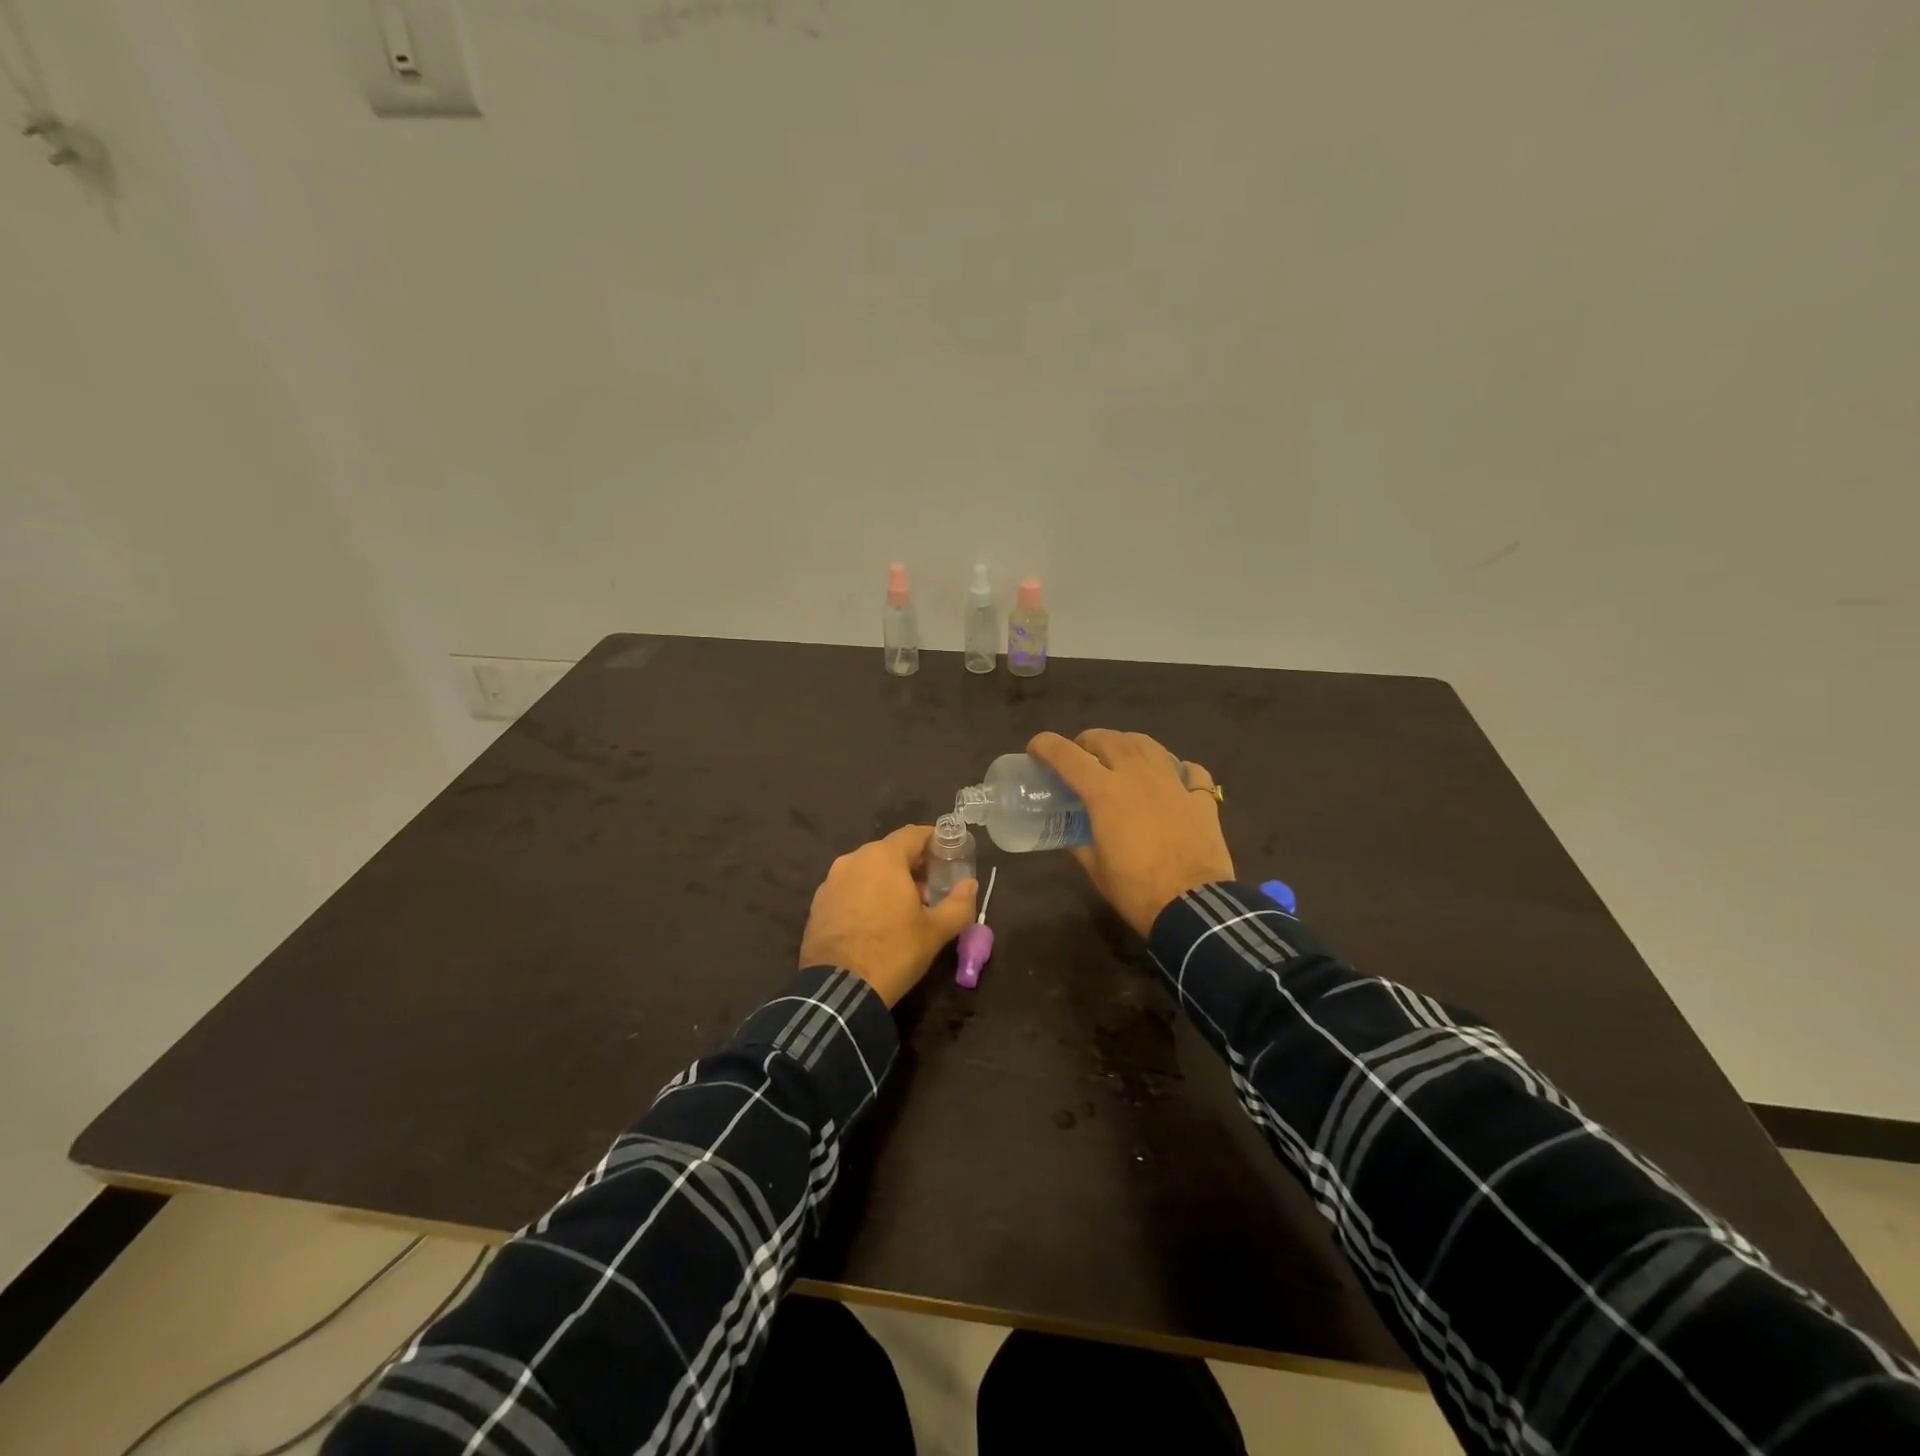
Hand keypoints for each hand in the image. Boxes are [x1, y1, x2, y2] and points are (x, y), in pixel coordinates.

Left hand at [799, 825, 977, 1006]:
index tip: (949, 855)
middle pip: (890, 852)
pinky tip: (875, 922)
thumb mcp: (936, 931)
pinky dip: (865, 896)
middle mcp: (853, 860)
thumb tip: (970, 885)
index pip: (914, 834)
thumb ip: (959, 904)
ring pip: (867, 871)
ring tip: (904, 909)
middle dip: (912, 866)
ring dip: (887, 882)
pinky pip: (849, 889)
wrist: (838, 989)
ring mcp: (831, 882)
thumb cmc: (893, 951)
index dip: (934, 841)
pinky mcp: (818, 904)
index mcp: (883, 857)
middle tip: (931, 889)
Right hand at [1028, 729, 1233, 936]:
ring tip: (1121, 755)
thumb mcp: (1096, 868)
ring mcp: (1173, 783)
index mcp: (1106, 793)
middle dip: (1089, 740)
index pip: (1068, 756)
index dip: (1046, 746)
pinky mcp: (1200, 798)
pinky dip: (1178, 768)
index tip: (1035, 748)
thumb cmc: (1136, 889)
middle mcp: (1138, 776)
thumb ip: (1080, 844)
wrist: (1192, 907)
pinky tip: (1174, 776)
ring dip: (1127, 743)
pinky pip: (1189, 770)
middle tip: (1081, 753)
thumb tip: (1073, 836)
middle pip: (1109, 740)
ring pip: (1148, 745)